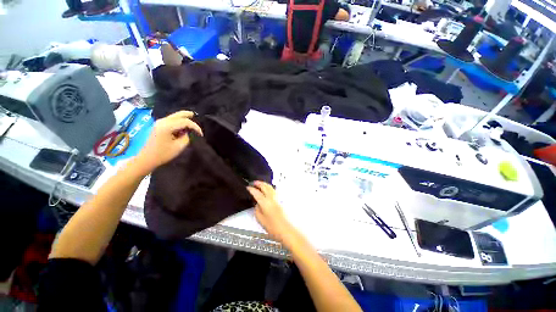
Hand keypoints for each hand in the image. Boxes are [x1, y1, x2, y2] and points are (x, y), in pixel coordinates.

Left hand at [135, 111, 201, 172]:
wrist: (147, 158)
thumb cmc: (163, 154)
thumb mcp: (179, 146)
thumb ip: (186, 137)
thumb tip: (188, 132)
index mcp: (167, 126)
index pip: (185, 122)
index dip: (195, 127)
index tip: (201, 134)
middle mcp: (162, 121)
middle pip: (178, 115)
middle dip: (187, 115)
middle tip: (195, 115)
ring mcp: (159, 123)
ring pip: (174, 116)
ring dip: (183, 118)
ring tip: (191, 120)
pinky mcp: (158, 126)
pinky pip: (171, 120)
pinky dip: (178, 121)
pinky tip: (183, 125)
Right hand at [247, 181, 295, 244]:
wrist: (286, 230)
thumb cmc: (272, 227)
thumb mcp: (260, 219)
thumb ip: (257, 209)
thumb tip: (257, 204)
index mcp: (265, 202)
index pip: (257, 193)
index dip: (252, 189)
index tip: (248, 187)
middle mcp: (271, 198)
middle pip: (265, 187)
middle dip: (259, 183)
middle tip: (254, 182)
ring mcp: (277, 198)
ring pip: (270, 187)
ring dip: (264, 184)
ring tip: (260, 184)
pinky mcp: (280, 200)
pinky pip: (273, 190)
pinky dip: (269, 187)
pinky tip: (267, 189)